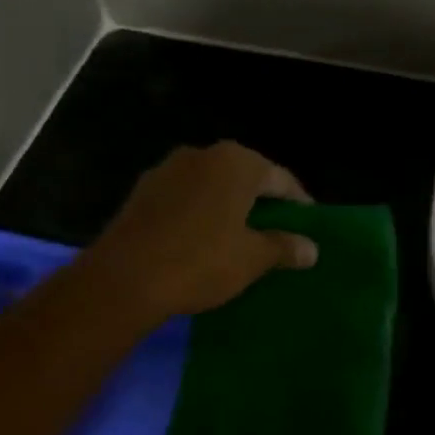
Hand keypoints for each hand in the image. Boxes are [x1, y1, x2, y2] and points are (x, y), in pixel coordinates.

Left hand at [85, 142, 315, 320]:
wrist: (123, 279)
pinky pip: (185, 198)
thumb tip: (312, 248)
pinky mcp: (142, 192)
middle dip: (262, 201)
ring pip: (211, 185)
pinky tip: (202, 239)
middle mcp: (201, 154)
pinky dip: (200, 213)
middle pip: (244, 176)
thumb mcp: (252, 258)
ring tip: (241, 236)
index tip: (308, 223)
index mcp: (235, 162)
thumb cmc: (200, 261)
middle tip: (278, 229)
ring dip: (228, 206)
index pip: (280, 177)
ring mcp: (167, 170)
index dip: (297, 202)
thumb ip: (284, 247)